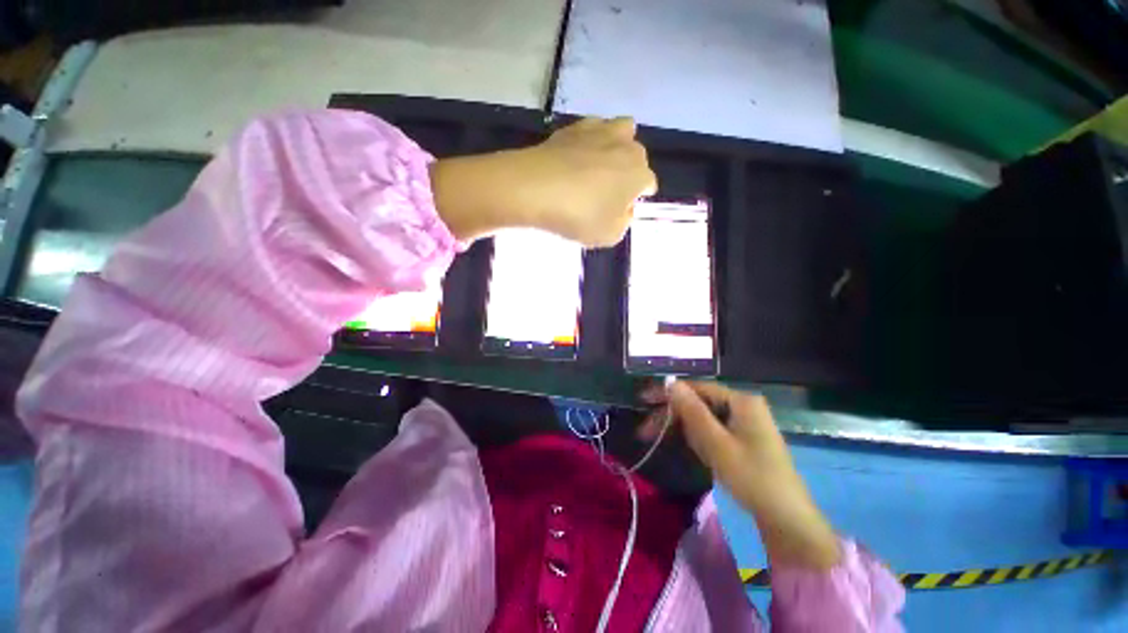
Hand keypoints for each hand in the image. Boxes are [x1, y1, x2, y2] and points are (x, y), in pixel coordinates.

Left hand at [430, 117, 655, 246]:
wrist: (535, 188)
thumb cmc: (578, 216)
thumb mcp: (609, 235)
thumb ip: (624, 222)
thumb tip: (623, 209)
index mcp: (639, 173)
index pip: (648, 184)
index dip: (638, 198)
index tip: (623, 210)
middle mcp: (626, 146)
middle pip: (637, 155)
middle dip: (629, 171)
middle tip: (608, 191)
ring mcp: (599, 131)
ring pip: (620, 131)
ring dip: (615, 147)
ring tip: (597, 166)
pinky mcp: (573, 127)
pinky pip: (590, 131)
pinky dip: (589, 142)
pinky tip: (575, 158)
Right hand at [641, 381, 841, 569]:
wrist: (787, 520)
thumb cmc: (752, 478)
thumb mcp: (716, 444)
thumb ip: (692, 410)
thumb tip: (670, 382)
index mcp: (741, 401)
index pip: (696, 388)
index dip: (668, 393)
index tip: (643, 401)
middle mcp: (743, 406)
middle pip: (698, 403)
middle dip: (673, 416)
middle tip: (645, 432)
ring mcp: (744, 423)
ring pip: (703, 418)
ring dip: (684, 430)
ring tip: (669, 445)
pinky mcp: (743, 438)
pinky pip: (713, 431)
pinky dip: (700, 440)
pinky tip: (696, 452)